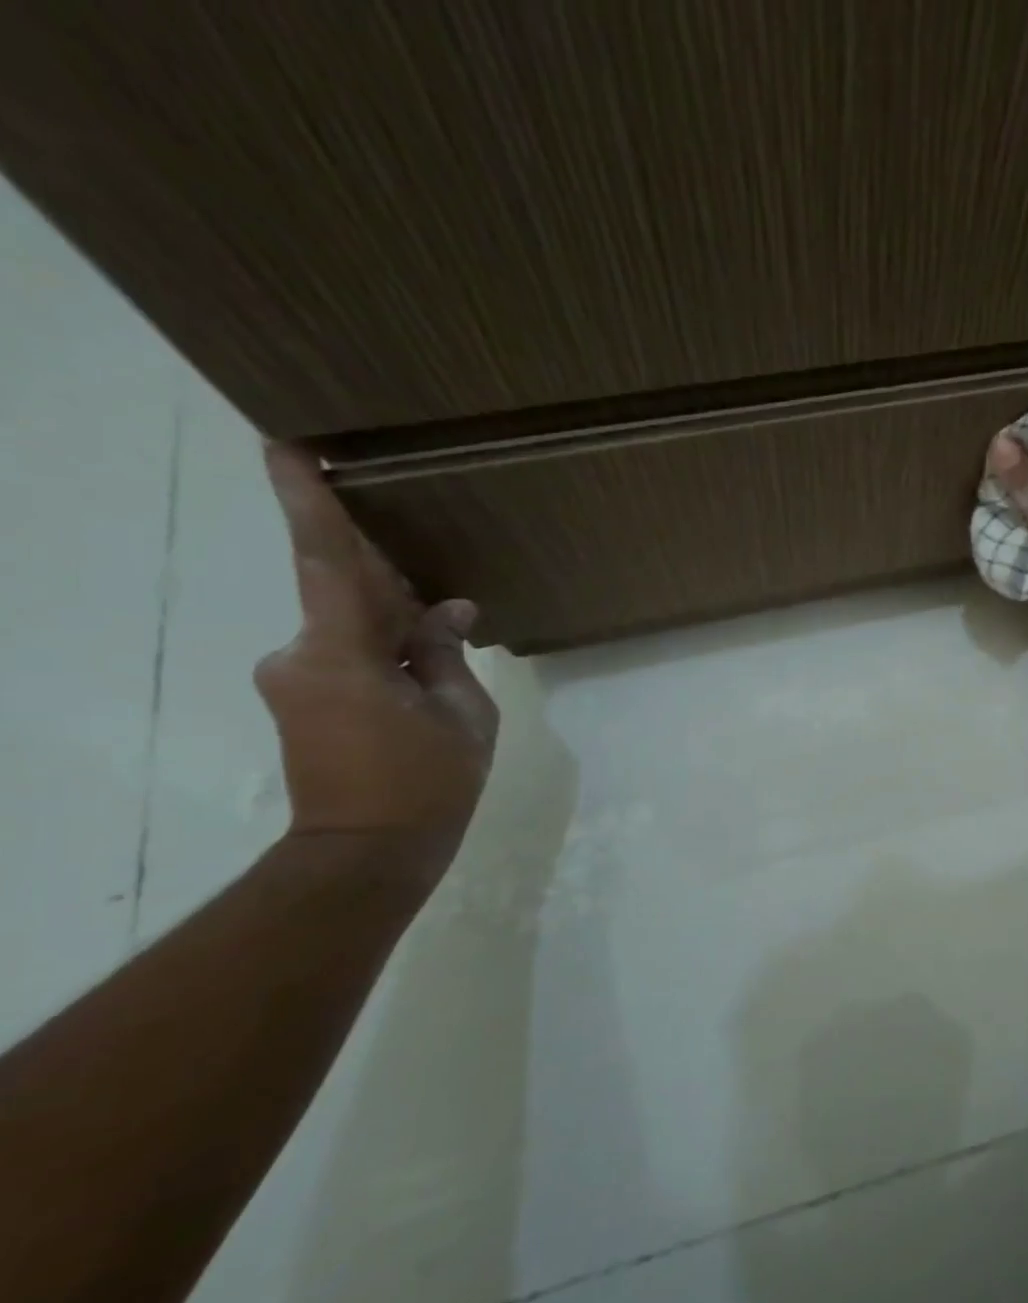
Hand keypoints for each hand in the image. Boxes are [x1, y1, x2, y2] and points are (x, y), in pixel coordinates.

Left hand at [254, 444, 497, 876]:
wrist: (370, 852)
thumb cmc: (428, 784)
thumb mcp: (464, 715)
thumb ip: (447, 654)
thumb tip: (447, 611)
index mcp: (341, 655)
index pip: (324, 563)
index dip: (306, 502)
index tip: (284, 446)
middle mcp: (300, 655)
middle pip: (343, 590)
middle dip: (383, 570)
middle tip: (420, 553)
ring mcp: (295, 677)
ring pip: (348, 622)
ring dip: (392, 614)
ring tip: (442, 618)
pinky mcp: (302, 698)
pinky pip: (345, 649)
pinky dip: (384, 643)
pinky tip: (424, 652)